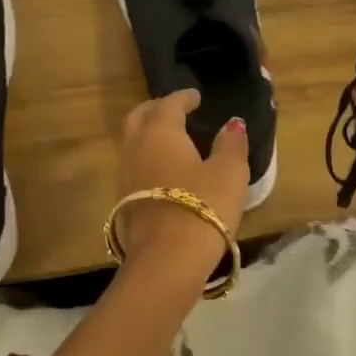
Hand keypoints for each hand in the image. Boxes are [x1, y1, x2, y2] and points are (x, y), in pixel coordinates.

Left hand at [115, 90, 247, 277]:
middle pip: (139, 117)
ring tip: (170, 139)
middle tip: (175, 110)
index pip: (169, 104)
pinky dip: (146, 157)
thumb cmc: (203, 206)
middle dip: (156, 109)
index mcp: (160, 132)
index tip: (195, 97)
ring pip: (132, 142)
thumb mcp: (229, 172)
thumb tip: (233, 123)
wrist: (167, 258)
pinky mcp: (123, 200)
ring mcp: (124, 174)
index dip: (183, 98)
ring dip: (148, 134)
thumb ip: (231, 144)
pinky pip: (133, 165)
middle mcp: (135, 146)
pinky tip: (163, 169)